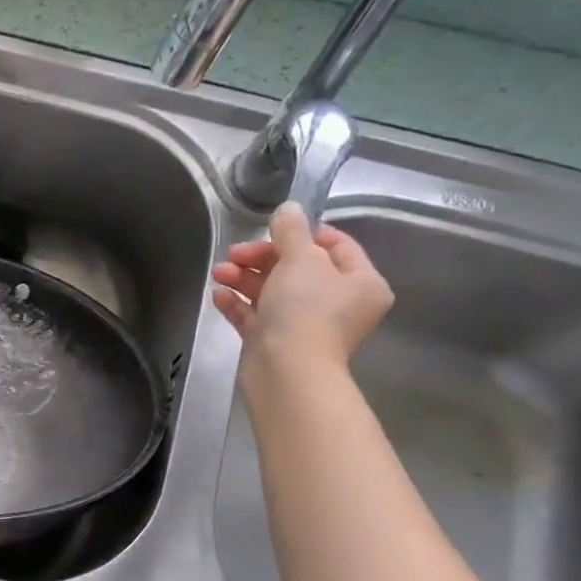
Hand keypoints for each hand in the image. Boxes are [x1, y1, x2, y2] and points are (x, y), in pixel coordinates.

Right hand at [211, 202, 392, 383]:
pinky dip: (239, 304)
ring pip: (273, 292)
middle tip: (234, 254)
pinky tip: (219, 295)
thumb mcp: (300, 259)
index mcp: (361, 282)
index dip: (302, 233)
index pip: (335, 245)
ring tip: (219, 273)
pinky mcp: (277, 343)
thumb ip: (291, 231)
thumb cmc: (305, 310)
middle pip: (298, 268)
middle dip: (261, 258)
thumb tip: (289, 208)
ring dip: (244, 278)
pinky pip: (257, 316)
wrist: (287, 372)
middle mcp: (339, 304)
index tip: (271, 229)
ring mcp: (306, 326)